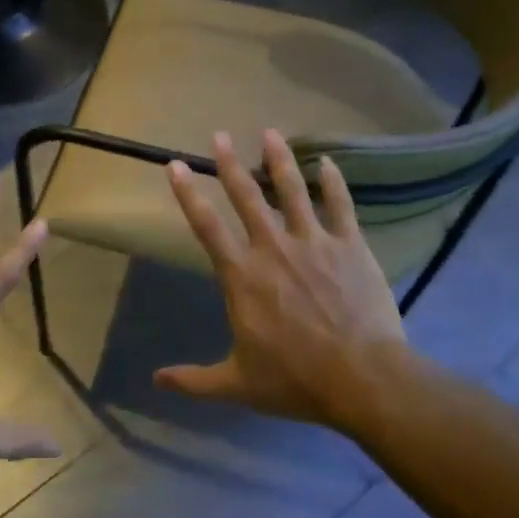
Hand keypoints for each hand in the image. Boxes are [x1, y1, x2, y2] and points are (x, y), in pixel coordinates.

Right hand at [158, 130, 408, 428]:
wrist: (363, 379)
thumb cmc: (296, 380)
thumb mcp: (237, 384)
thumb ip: (194, 380)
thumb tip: (155, 381)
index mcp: (242, 276)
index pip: (206, 226)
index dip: (188, 193)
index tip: (175, 165)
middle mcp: (273, 249)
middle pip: (246, 197)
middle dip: (229, 164)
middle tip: (219, 135)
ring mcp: (314, 243)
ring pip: (293, 191)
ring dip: (279, 160)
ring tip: (270, 133)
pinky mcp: (350, 246)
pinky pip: (340, 206)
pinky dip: (333, 182)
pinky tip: (328, 162)